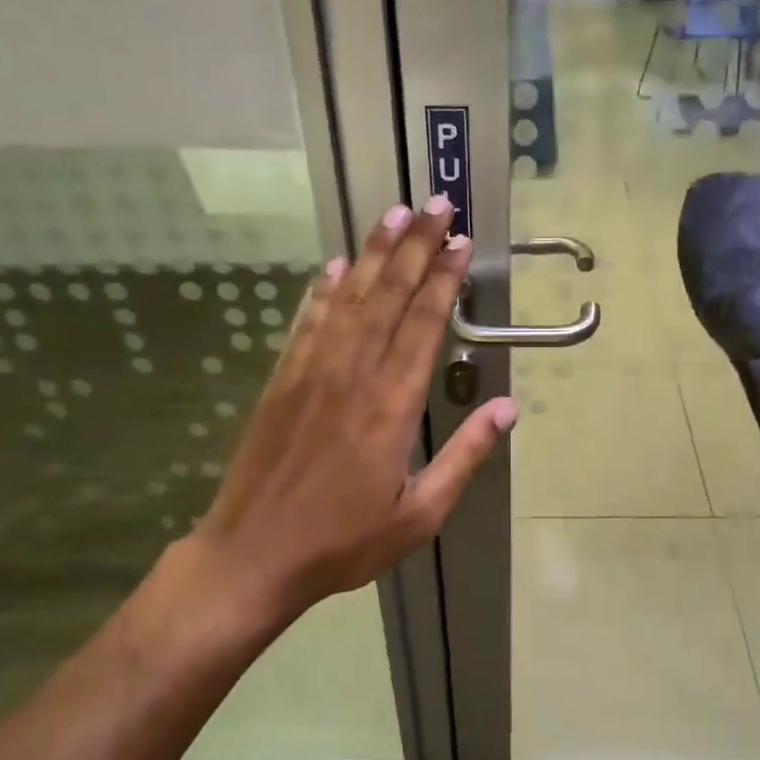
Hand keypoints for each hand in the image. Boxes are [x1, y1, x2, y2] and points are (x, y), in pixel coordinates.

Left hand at [187, 198, 515, 620]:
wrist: (253, 556)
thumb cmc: (343, 542)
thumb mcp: (420, 514)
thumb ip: (465, 457)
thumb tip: (506, 407)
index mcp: (392, 405)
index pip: (423, 324)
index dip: (443, 278)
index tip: (459, 241)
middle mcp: (353, 375)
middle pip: (388, 296)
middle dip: (414, 246)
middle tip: (434, 204)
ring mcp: (311, 373)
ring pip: (348, 298)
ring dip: (372, 253)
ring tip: (392, 214)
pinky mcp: (281, 381)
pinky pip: (306, 323)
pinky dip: (322, 290)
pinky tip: (335, 266)